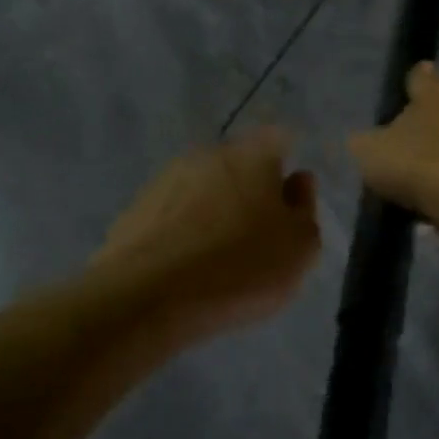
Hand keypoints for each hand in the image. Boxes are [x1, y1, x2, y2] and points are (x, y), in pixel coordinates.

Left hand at [93, 128, 320, 337]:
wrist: (149, 296)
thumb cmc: (242, 267)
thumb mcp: (300, 247)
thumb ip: (304, 208)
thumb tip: (298, 181)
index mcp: (253, 155)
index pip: (278, 142)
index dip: (284, 168)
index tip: (287, 202)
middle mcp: (208, 155)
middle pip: (237, 165)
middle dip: (248, 191)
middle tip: (257, 235)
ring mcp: (165, 180)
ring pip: (202, 189)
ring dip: (213, 212)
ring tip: (218, 258)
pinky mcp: (134, 210)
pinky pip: (172, 216)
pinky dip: (182, 232)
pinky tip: (186, 267)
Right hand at [349, 62, 438, 217]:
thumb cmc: (412, 158)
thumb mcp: (370, 150)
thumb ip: (366, 140)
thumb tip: (363, 139)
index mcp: (435, 90)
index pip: (421, 76)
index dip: (413, 81)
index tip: (408, 86)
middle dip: (434, 117)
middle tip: (415, 133)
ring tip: (429, 166)